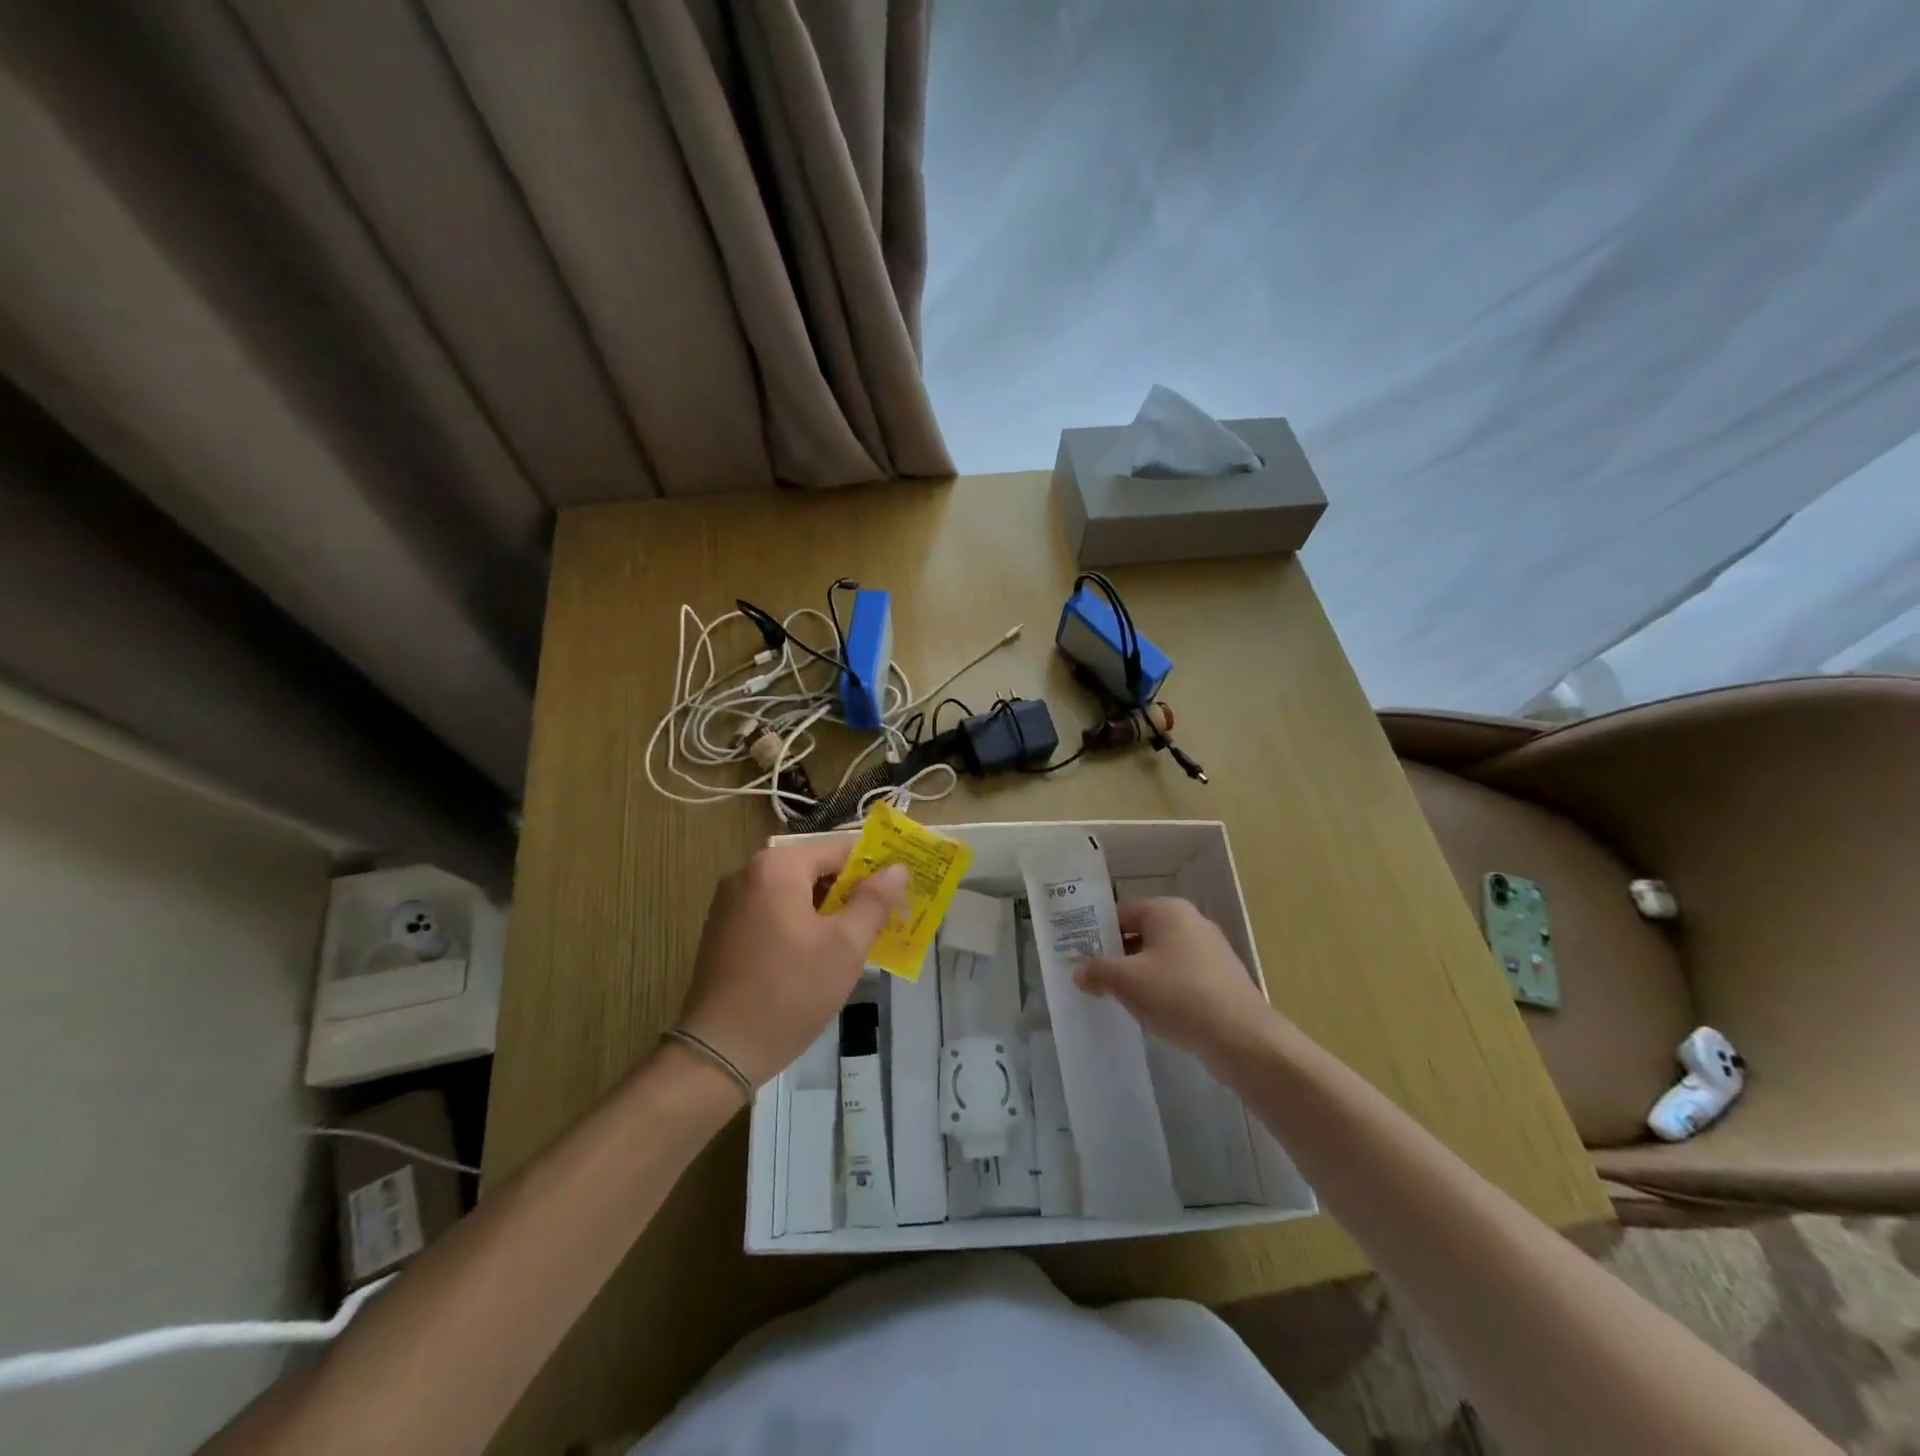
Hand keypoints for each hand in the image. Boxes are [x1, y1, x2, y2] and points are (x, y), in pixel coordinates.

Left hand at [677, 843, 907, 1088]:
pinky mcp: (723, 930)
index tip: (901, 891)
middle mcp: (748, 873)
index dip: (875, 868)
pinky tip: (819, 956)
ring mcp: (730, 902)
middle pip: (815, 869)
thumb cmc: (790, 992)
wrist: (719, 1051)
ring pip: (794, 893)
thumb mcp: (845, 946)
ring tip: (857, 940)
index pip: (839, 849)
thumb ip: (874, 901)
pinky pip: (773, 912)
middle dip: (851, 892)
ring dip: (827, 910)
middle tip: (884, 919)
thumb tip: (897, 869)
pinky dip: (800, 924)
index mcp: (777, 867)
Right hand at [1074, 898, 1280, 1072]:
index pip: (1121, 912)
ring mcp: (1210, 950)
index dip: (1097, 933)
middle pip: (1141, 934)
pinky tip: (1154, 1014)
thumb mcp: (1126, 982)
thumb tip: (1078, 971)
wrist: (1241, 1038)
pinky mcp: (1221, 979)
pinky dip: (1164, 990)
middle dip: (1118, 956)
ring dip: (1140, 976)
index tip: (1079, 956)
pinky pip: (1181, 977)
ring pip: (1161, 958)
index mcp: (1168, 910)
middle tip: (1094, 980)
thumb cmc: (1177, 995)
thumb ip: (1097, 971)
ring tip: (1120, 1000)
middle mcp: (1191, 922)